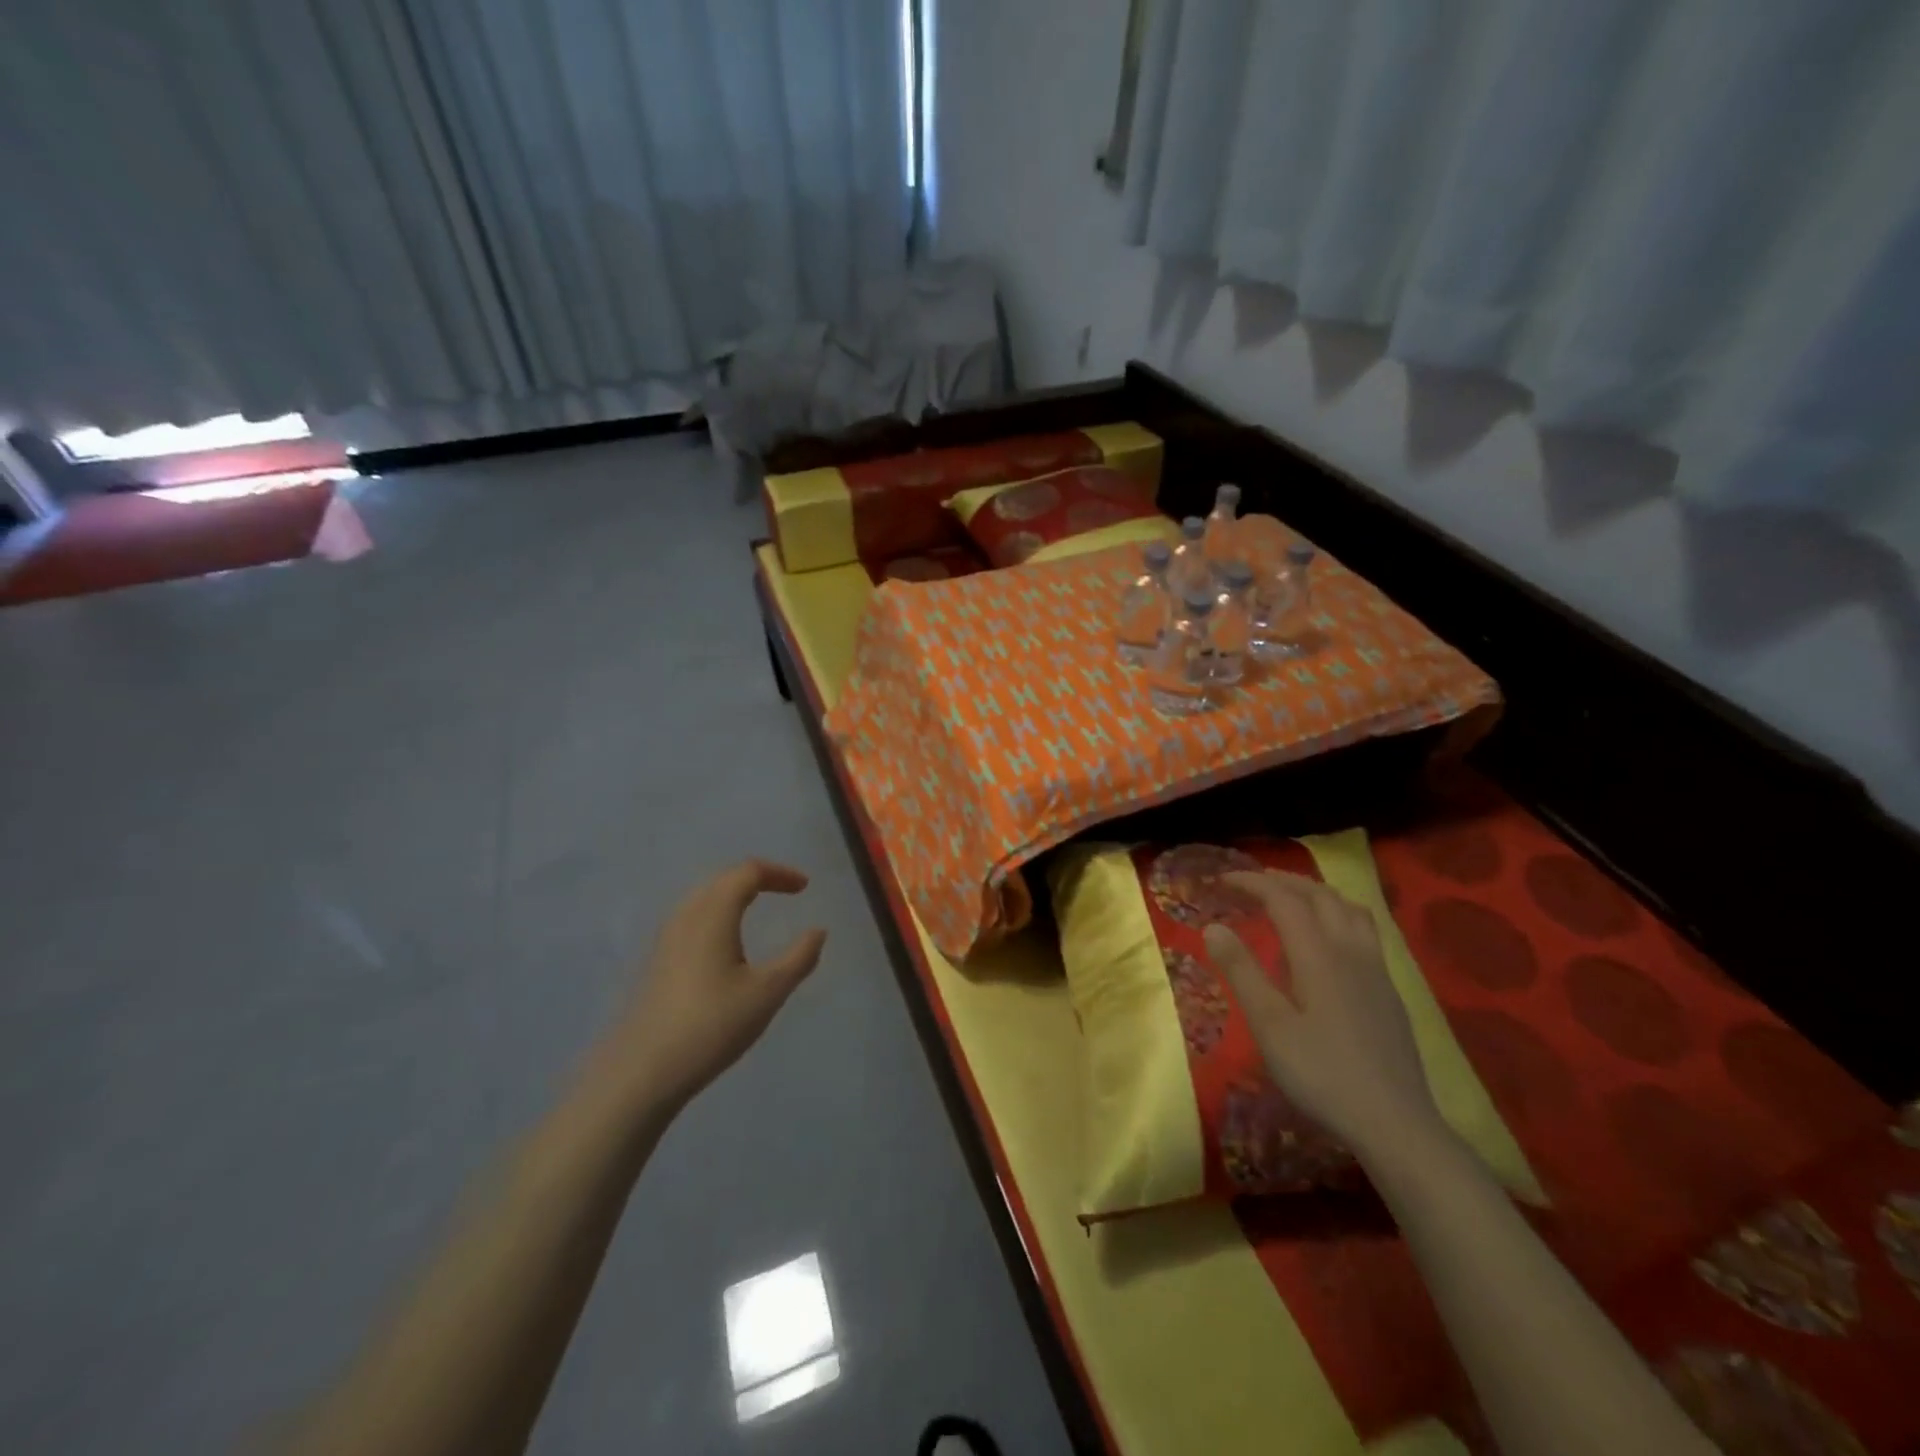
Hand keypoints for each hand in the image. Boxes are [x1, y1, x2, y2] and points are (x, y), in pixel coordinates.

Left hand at [613, 860, 826, 1112]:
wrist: (643, 1072)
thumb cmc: (712, 1025)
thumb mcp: (768, 992)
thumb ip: (799, 957)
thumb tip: (818, 931)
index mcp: (714, 914)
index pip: (748, 872)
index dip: (779, 873)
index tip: (804, 887)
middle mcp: (686, 916)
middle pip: (723, 879)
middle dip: (757, 878)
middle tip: (786, 891)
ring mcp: (666, 939)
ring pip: (704, 898)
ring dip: (734, 895)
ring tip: (758, 909)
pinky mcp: (657, 961)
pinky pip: (692, 919)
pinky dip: (717, 914)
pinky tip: (725, 943)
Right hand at [1202, 871, 1440, 1158]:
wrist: (1395, 1124)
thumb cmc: (1321, 1074)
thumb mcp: (1269, 1025)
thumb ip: (1241, 971)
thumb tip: (1212, 926)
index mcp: (1318, 954)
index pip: (1283, 899)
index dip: (1252, 883)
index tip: (1222, 880)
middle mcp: (1350, 950)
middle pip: (1319, 895)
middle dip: (1283, 881)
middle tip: (1251, 884)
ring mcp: (1376, 970)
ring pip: (1349, 908)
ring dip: (1315, 892)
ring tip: (1291, 898)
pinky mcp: (1389, 990)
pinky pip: (1363, 929)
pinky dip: (1337, 913)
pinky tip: (1329, 939)